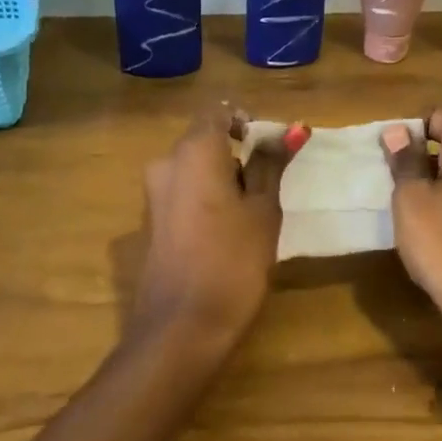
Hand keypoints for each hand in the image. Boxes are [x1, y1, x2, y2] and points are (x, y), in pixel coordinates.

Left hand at [130, 108, 306, 346]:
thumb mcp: (263, 211)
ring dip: (225, 181)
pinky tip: (229, 235)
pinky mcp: (152, 223)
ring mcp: (154, 195)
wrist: (182, 327)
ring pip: (196, 171)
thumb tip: (289, 130)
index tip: (274, 150)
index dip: (248, 123)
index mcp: (193, 151)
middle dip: (239, 157)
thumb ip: (271, 166)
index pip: (219, 112)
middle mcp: (165, 164)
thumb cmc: (233, 262)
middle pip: (206, 142)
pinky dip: (209, 202)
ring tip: (255, 215)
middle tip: (271, 188)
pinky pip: (185, 195)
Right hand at [384, 108, 441, 353]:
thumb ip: (405, 161)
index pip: (440, 115)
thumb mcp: (412, 199)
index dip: (411, 129)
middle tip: (389, 179)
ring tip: (402, 203)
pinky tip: (426, 224)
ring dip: (430, 180)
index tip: (388, 156)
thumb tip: (399, 131)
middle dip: (418, 154)